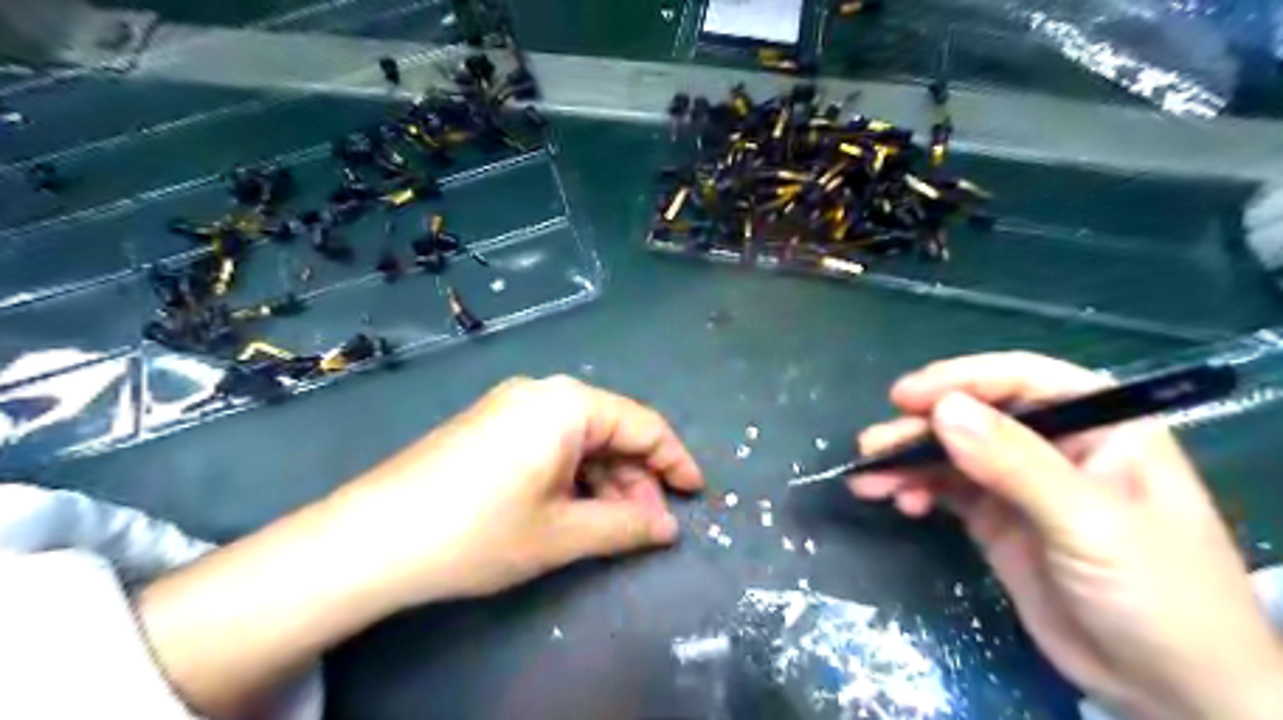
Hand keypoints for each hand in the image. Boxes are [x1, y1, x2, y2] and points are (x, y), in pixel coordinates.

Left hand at [320, 375, 699, 611]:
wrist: (370, 539)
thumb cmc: (479, 531)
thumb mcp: (563, 534)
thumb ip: (626, 526)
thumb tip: (668, 528)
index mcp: (567, 404)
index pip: (644, 425)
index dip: (675, 461)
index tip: (696, 495)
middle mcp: (543, 392)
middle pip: (612, 430)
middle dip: (637, 478)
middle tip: (648, 526)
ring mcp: (511, 406)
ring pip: (581, 439)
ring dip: (605, 480)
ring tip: (613, 525)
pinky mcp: (490, 426)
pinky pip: (551, 443)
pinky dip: (573, 475)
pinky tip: (573, 508)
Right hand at [849, 351, 1282, 719]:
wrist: (1170, 693)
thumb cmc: (1158, 595)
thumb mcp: (1089, 524)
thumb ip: (1015, 463)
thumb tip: (942, 409)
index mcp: (1100, 426)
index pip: (1021, 382)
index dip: (960, 381)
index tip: (905, 398)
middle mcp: (1055, 445)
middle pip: (974, 417)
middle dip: (920, 429)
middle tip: (873, 445)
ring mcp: (1020, 483)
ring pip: (952, 454)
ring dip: (907, 462)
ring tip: (868, 480)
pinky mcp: (996, 518)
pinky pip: (945, 490)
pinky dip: (916, 490)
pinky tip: (900, 503)